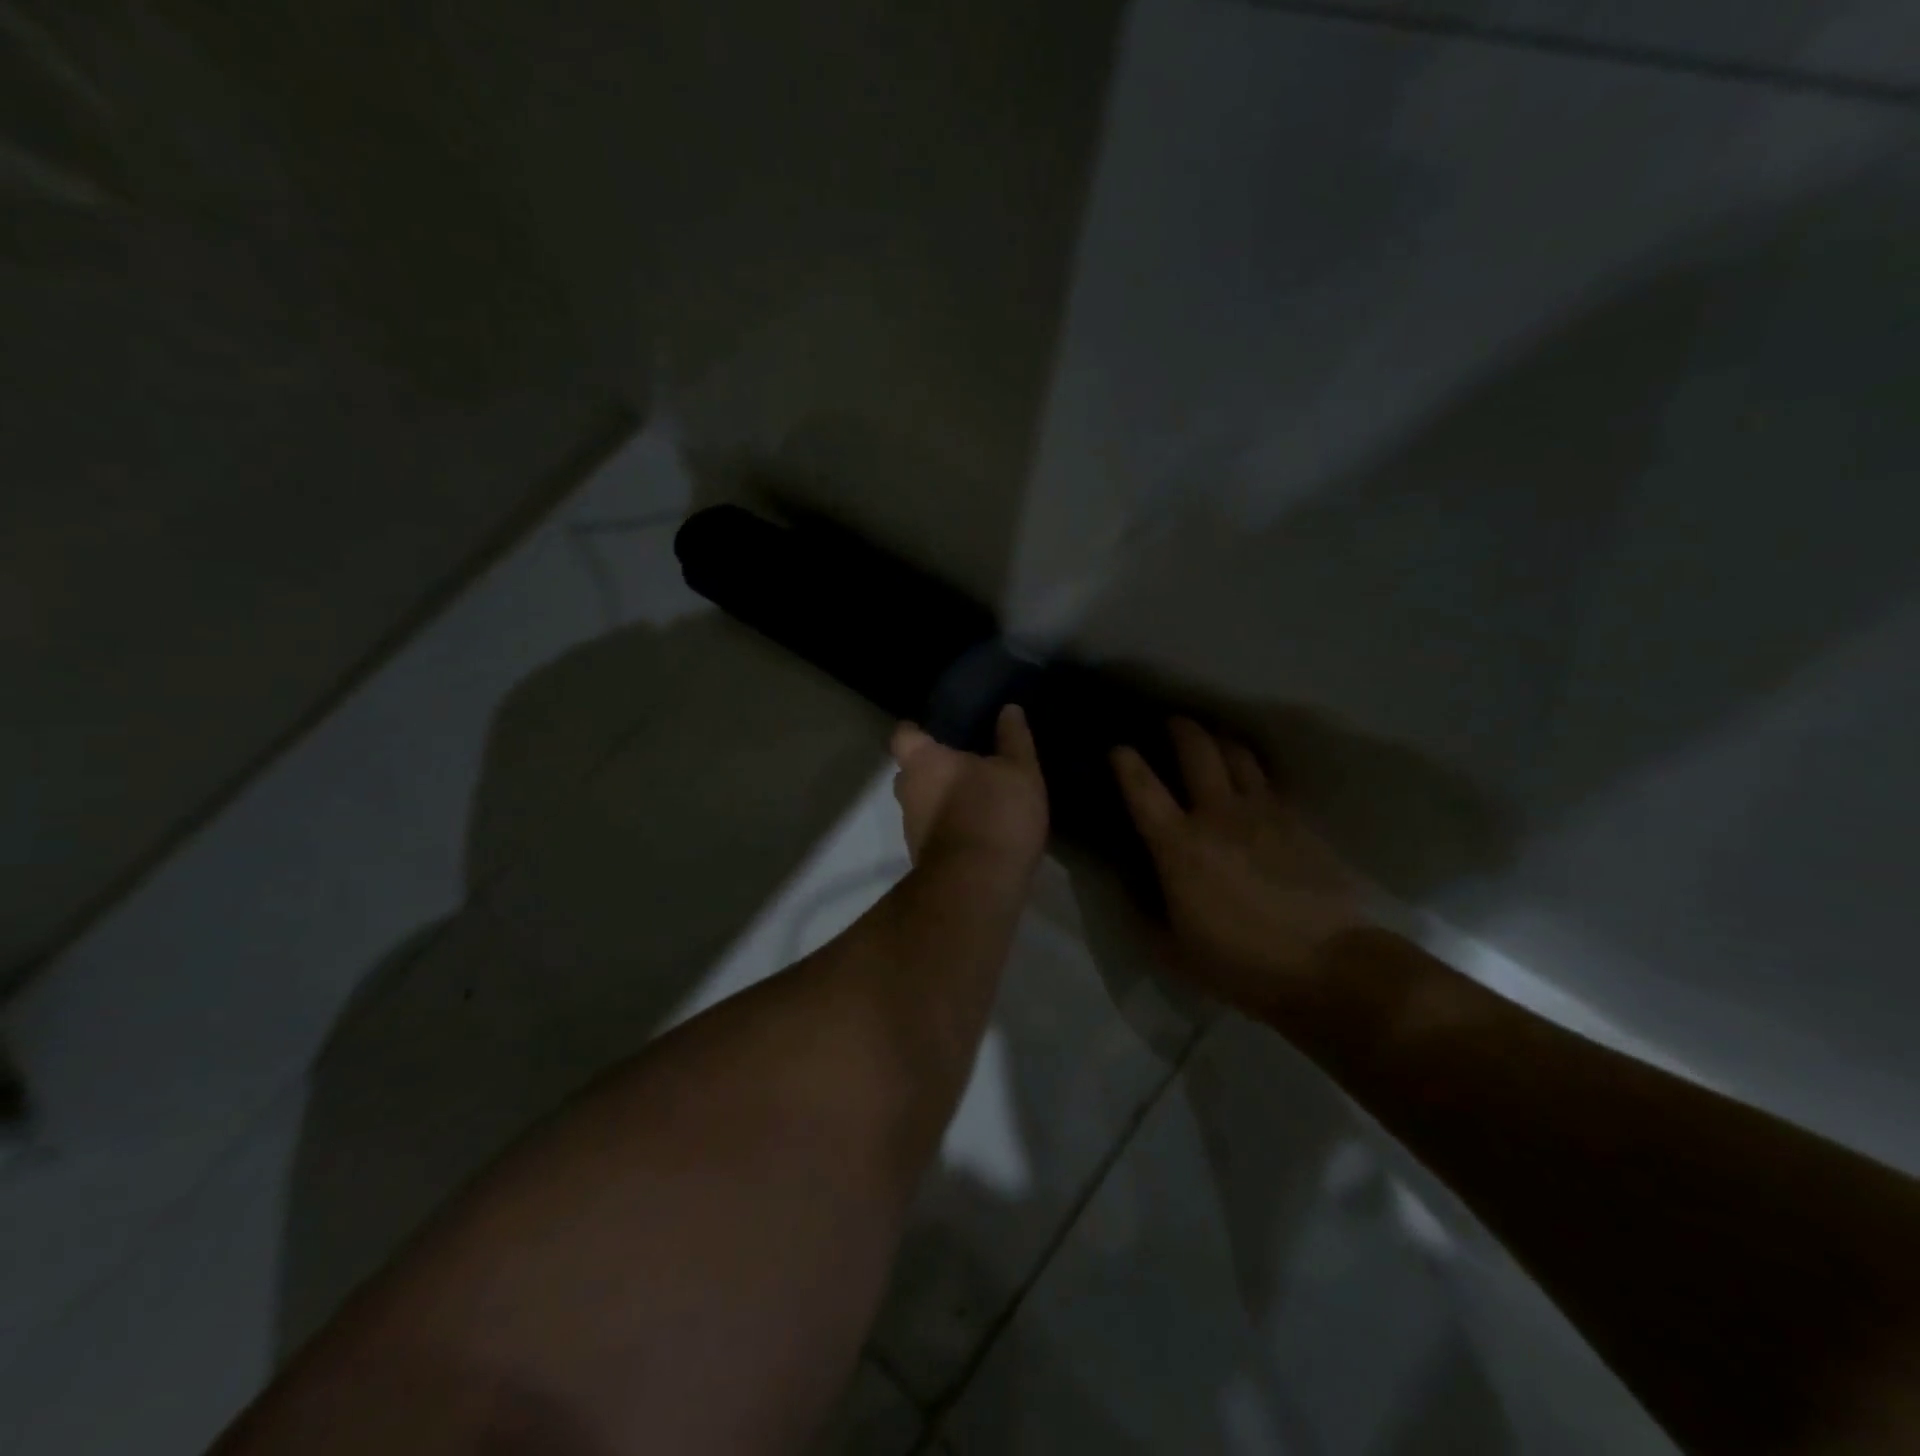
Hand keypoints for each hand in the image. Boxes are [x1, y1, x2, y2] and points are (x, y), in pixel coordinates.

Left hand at [891, 705, 1048, 873]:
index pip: (903, 734)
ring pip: (921, 804)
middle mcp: (907, 791)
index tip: (938, 731)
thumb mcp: (1019, 770)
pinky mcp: (922, 857)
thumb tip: (1009, 709)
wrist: (978, 886)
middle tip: (964, 765)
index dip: (917, 730)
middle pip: (909, 771)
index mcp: (922, 761)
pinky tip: (977, 829)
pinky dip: (948, 827)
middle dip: (931, 768)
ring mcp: (911, 828)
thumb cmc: (995, 813)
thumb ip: (1013, 738)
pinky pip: (932, 831)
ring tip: (976, 798)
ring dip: (941, 800)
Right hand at [1112, 718, 1369, 1013]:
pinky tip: (1251, 782)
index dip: (1125, 762)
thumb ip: (1145, 914)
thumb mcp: (1173, 950)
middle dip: (1180, 728)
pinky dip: (1252, 772)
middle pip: (1197, 749)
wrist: (1326, 965)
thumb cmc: (1239, 963)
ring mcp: (1263, 812)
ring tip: (1212, 742)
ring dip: (1220, 741)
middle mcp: (1218, 815)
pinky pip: (1269, 782)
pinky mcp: (1297, 821)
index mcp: (1179, 846)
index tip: (1118, 748)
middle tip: (1171, 723)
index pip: (1143, 788)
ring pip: (1238, 755)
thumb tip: (1131, 889)